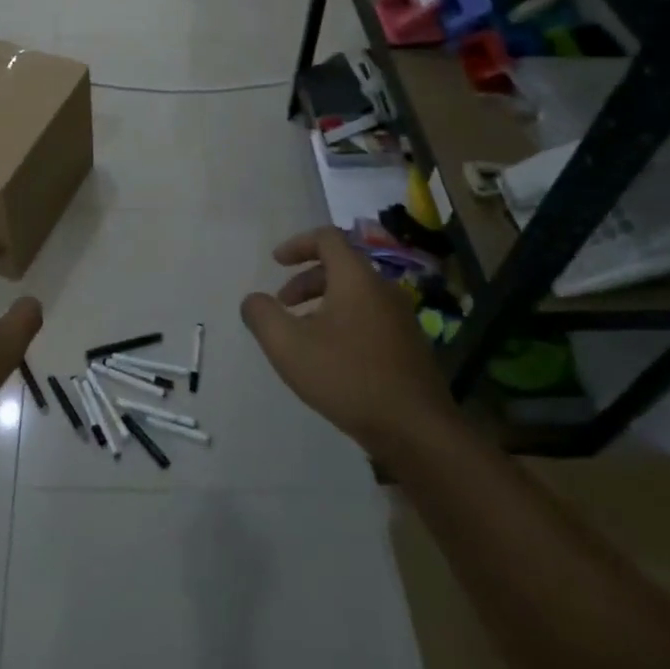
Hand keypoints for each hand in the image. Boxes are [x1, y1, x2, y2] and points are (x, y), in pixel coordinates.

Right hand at [240, 227, 447, 453]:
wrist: (416, 429)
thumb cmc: (347, 377)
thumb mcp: (288, 346)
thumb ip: (262, 315)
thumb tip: (253, 300)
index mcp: (356, 279)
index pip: (328, 238)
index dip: (298, 244)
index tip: (276, 262)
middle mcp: (383, 290)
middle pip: (340, 267)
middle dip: (305, 280)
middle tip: (283, 305)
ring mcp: (401, 318)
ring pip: (355, 295)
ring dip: (323, 304)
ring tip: (302, 335)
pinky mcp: (409, 346)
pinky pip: (369, 318)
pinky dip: (343, 322)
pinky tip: (331, 358)